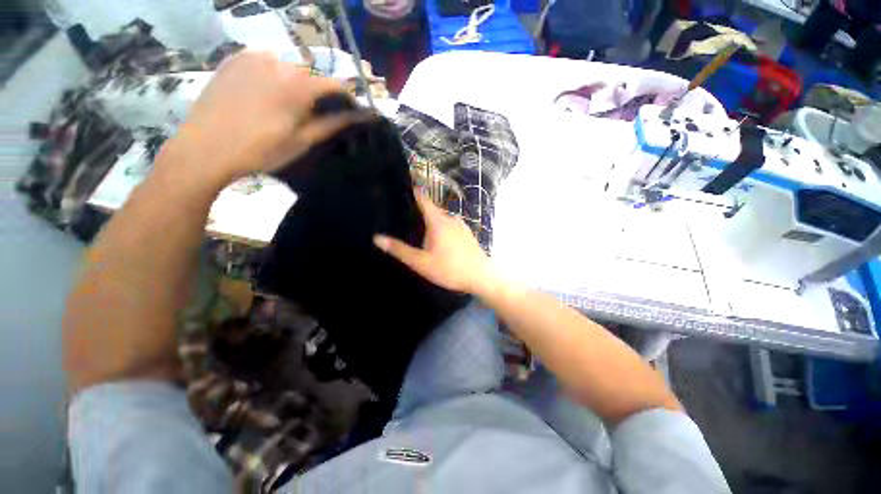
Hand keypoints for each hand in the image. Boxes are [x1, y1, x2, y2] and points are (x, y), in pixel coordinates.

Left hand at [156, 50, 364, 187]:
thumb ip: (333, 124)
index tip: (351, 112)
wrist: (206, 148)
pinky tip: (264, 94)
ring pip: (288, 67)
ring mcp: (254, 56)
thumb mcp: (303, 141)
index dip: (347, 99)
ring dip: (294, 84)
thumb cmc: (261, 150)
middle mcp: (279, 61)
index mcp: (299, 84)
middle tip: (313, 115)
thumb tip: (361, 117)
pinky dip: (272, 75)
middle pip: (312, 75)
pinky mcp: (234, 59)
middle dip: (319, 93)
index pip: (336, 85)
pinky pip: (264, 62)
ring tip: (285, 107)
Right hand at [374, 190, 498, 295]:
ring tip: (421, 228)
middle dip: (421, 210)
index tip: (405, 186)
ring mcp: (462, 226)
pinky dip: (443, 228)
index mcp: (438, 221)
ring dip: (432, 221)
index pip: (424, 200)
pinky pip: (451, 226)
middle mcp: (451, 219)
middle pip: (433, 210)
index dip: (414, 192)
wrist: (481, 277)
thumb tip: (377, 238)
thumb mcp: (421, 262)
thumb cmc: (450, 269)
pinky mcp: (468, 235)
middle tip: (407, 214)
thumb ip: (400, 250)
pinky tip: (440, 240)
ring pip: (443, 219)